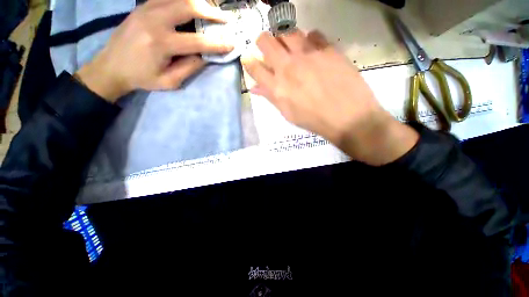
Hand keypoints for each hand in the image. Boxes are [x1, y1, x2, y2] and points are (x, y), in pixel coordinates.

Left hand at [76, 0, 233, 101]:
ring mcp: (146, 9)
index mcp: (162, 43)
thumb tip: (206, 56)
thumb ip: (189, 68)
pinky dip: (183, 0)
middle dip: (211, 12)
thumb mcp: (169, 81)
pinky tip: (192, 6)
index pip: (197, 41)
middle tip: (225, 19)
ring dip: (199, 3)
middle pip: (189, 7)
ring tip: (211, 11)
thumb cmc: (142, 78)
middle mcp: (154, 20)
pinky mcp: (142, 6)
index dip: (217, 43)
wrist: (111, 66)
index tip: (232, 43)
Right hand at [243, 30, 417, 165]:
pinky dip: (308, 40)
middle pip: (265, 40)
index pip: (254, 67)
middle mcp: (288, 66)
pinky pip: (312, 34)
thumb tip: (255, 87)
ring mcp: (308, 54)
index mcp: (277, 87)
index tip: (249, 59)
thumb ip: (271, 97)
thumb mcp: (288, 114)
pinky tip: (312, 51)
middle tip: (269, 50)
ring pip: (287, 31)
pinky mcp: (327, 48)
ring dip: (284, 38)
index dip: (249, 61)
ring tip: (291, 49)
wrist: (348, 117)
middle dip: (263, 42)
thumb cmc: (314, 120)